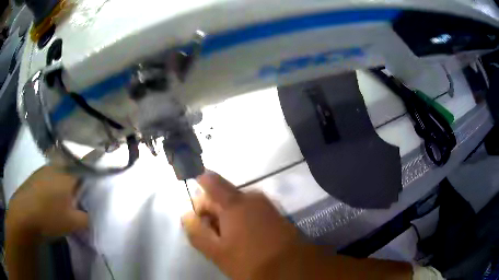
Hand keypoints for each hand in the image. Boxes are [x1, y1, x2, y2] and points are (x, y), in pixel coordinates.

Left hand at [6, 165, 87, 240]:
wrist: (24, 214)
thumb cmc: (50, 217)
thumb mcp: (73, 223)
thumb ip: (87, 218)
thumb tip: (90, 215)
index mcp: (67, 175)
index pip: (84, 169)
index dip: (91, 176)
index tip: (92, 188)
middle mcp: (56, 167)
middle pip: (70, 169)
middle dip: (76, 181)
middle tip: (78, 198)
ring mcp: (43, 170)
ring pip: (58, 173)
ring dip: (63, 184)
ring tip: (63, 202)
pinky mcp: (35, 177)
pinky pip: (48, 177)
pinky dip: (52, 186)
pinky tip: (50, 200)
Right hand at [181, 171, 303, 278]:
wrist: (293, 267)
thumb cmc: (251, 261)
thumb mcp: (217, 252)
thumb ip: (197, 232)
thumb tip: (186, 214)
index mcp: (235, 202)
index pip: (210, 181)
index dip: (198, 189)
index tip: (196, 212)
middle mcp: (252, 197)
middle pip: (222, 195)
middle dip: (211, 212)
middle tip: (211, 235)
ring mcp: (266, 204)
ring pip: (236, 205)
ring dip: (226, 218)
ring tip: (227, 241)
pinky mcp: (275, 214)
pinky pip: (250, 210)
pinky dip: (241, 220)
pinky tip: (243, 239)